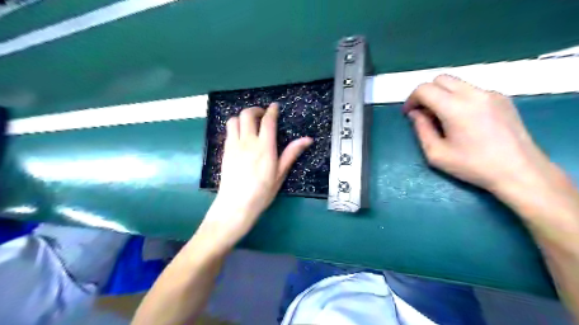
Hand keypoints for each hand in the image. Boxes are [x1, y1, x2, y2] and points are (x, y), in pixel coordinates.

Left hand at [202, 104, 314, 248]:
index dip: (272, 110)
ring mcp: (233, 145)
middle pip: (247, 114)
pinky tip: (241, 136)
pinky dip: (235, 127)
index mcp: (265, 146)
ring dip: (242, 117)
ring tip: (250, 124)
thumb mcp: (280, 174)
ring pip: (234, 120)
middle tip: (263, 115)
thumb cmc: (262, 192)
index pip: (268, 120)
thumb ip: (291, 153)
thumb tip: (307, 139)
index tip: (275, 107)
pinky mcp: (225, 151)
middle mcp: (248, 141)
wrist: (236, 205)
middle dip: (256, 110)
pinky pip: (228, 131)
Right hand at [404, 74, 563, 197]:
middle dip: (426, 93)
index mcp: (455, 107)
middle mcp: (473, 93)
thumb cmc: (473, 166)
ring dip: (442, 95)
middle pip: (440, 79)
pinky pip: (472, 90)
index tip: (409, 114)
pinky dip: (459, 98)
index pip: (425, 89)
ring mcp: (491, 93)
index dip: (411, 99)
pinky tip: (463, 119)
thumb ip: (421, 130)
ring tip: (442, 118)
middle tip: (424, 113)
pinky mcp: (502, 98)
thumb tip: (415, 114)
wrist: (519, 171)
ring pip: (457, 83)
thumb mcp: (436, 154)